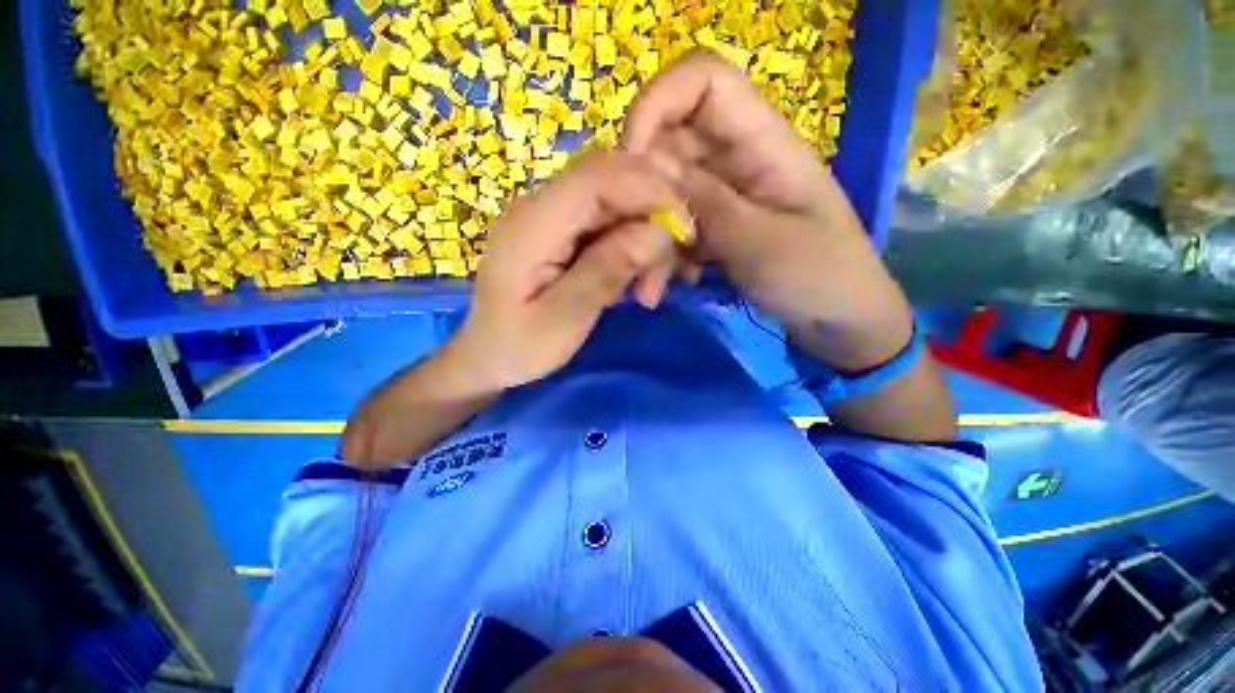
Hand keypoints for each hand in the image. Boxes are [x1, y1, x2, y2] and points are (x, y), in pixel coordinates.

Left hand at [451, 152, 688, 389]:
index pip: (598, 175)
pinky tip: (639, 283)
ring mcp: (555, 218)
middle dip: (655, 221)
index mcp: (532, 224)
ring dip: (648, 242)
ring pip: (621, 204)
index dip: (650, 190)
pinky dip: (636, 250)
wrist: (489, 356)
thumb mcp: (563, 320)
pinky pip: (613, 225)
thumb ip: (605, 272)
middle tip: (668, 276)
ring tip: (649, 293)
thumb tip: (658, 231)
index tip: (684, 232)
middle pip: (615, 182)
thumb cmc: (518, 347)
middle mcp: (542, 207)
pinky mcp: (566, 232)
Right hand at [624, 49, 914, 370]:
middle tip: (635, 244)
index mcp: (763, 142)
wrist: (838, 320)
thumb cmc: (817, 277)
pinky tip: (671, 284)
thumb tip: (650, 168)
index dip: (657, 102)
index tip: (630, 158)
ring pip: (666, 194)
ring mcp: (724, 196)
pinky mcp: (716, 227)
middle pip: (670, 145)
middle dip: (643, 193)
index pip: (704, 81)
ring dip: (651, 239)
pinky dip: (666, 254)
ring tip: (651, 287)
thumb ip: (706, 203)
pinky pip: (675, 226)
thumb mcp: (760, 241)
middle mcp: (737, 159)